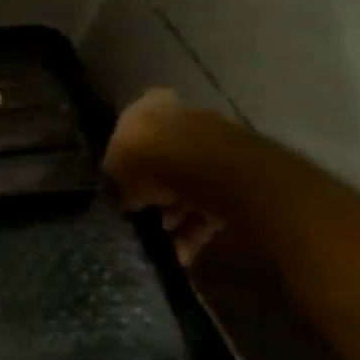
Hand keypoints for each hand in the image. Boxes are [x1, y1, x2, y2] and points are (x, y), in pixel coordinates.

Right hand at [103, 89, 224, 266]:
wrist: (215, 172)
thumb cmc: (150, 160)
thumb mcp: (115, 172)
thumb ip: (118, 181)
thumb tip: (124, 197)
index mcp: (150, 107)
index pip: (133, 125)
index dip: (126, 154)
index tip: (121, 180)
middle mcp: (186, 118)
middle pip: (165, 158)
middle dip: (156, 190)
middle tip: (144, 216)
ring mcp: (218, 144)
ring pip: (190, 183)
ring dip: (177, 213)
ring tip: (165, 241)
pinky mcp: (243, 175)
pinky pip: (214, 203)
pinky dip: (199, 227)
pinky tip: (185, 252)